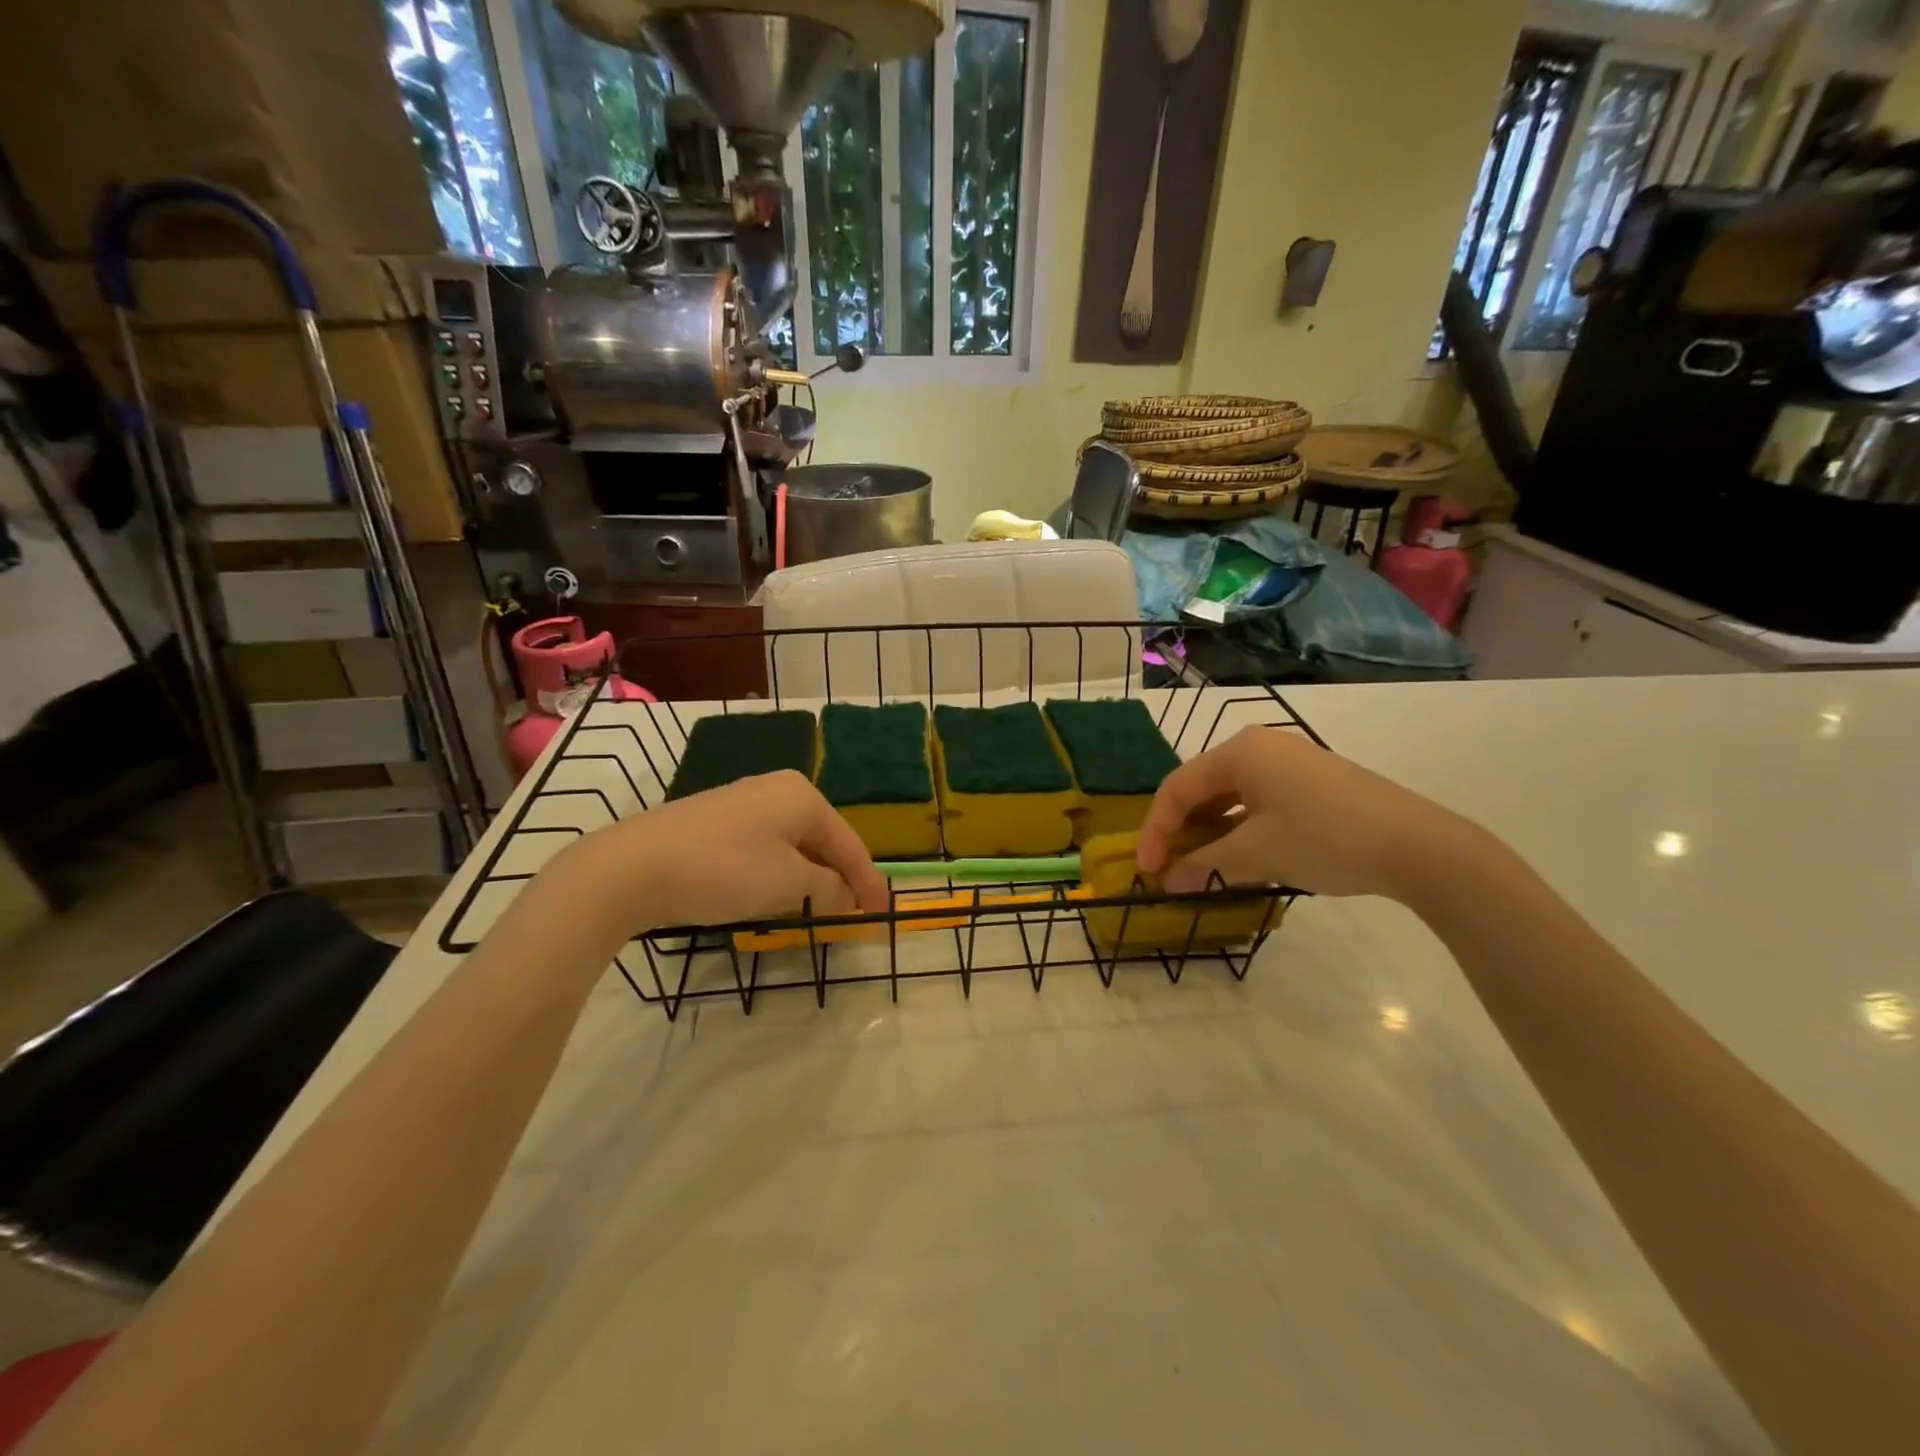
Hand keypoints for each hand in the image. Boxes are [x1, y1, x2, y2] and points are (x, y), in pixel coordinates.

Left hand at [551, 770, 889, 937]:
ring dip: (807, 878)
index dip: (868, 882)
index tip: (881, 914)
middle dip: (837, 878)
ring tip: (816, 910)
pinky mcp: (712, 822)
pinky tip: (771, 895)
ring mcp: (740, 804)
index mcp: (802, 796)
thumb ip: (828, 889)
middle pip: (821, 840)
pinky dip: (777, 873)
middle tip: (851, 914)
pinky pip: (762, 848)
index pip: (849, 843)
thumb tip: (845, 896)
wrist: (632, 867)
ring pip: (790, 845)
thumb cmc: (725, 870)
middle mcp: (775, 790)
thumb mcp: (788, 884)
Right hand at [1136, 727, 1475, 899]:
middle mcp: (1260, 747)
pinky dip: (1239, 827)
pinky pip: (1258, 800)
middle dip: (1181, 830)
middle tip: (1170, 869)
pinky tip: (1240, 856)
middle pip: (1201, 788)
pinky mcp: (1313, 782)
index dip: (1155, 831)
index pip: (1176, 788)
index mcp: (1239, 752)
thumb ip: (1204, 864)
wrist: (1419, 846)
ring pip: (1230, 795)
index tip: (1148, 871)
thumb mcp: (1256, 854)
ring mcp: (1290, 762)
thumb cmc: (1324, 839)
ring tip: (1200, 866)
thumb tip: (1169, 881)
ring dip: (1209, 831)